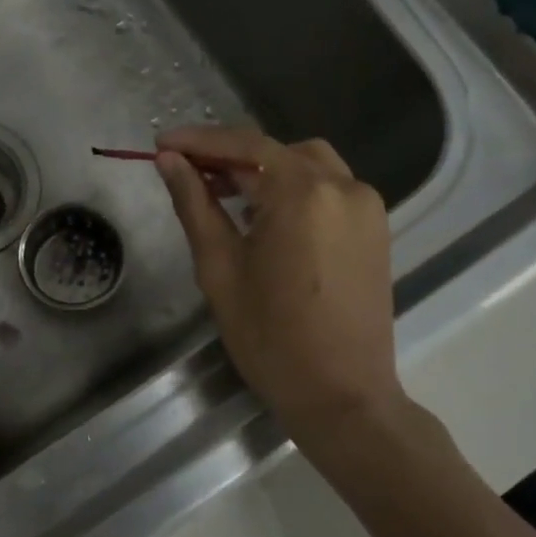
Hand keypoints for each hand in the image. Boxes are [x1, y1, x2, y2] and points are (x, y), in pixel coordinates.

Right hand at [154, 126, 407, 445]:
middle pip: (278, 150)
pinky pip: (328, 190)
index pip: (245, 145)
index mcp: (304, 193)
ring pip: (307, 165)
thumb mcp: (220, 267)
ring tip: (224, 195)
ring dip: (264, 170)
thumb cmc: (270, 336)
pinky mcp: (375, 230)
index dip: (199, 141)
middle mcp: (344, 187)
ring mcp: (367, 208)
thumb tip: (169, 161)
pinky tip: (264, 217)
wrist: (341, 395)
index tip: (160, 143)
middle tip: (189, 174)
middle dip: (231, 155)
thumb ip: (195, 204)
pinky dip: (293, 189)